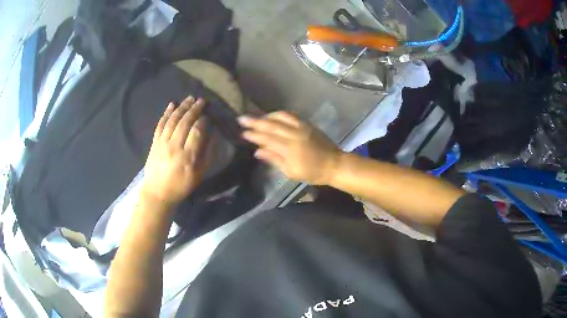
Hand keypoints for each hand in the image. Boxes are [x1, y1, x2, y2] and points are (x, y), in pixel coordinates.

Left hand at [141, 96, 208, 206]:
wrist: (158, 192)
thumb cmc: (181, 185)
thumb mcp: (199, 174)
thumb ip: (207, 154)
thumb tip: (212, 135)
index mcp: (188, 156)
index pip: (197, 131)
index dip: (203, 120)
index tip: (208, 115)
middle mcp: (175, 146)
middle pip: (185, 122)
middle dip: (194, 109)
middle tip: (201, 100)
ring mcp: (162, 143)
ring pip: (172, 120)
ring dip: (182, 107)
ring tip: (189, 98)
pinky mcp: (154, 142)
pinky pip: (160, 124)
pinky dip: (166, 113)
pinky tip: (171, 105)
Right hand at [239, 111, 341, 184]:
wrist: (334, 164)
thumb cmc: (313, 173)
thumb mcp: (292, 172)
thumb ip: (274, 159)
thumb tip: (257, 151)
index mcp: (290, 149)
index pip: (267, 139)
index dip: (254, 135)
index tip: (243, 132)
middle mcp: (295, 134)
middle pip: (271, 126)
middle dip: (255, 122)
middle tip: (241, 119)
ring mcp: (302, 127)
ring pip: (281, 117)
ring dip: (267, 116)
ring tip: (256, 116)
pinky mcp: (308, 124)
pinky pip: (291, 115)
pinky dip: (280, 114)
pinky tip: (273, 115)